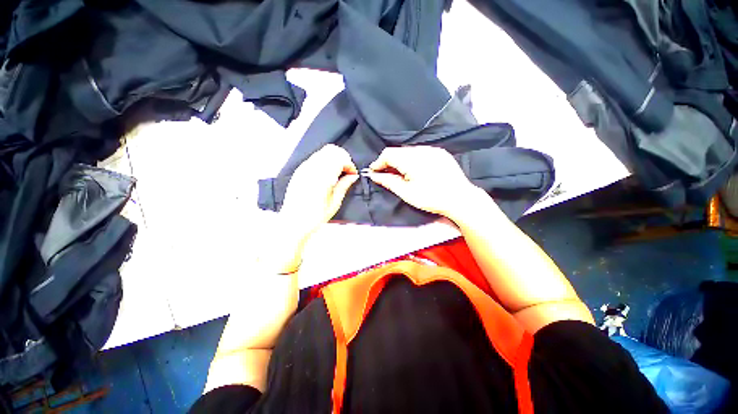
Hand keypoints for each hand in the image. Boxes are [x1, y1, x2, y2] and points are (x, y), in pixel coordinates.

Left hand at [280, 144, 358, 242]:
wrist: (293, 223)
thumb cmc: (316, 216)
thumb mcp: (335, 202)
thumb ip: (344, 185)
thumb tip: (353, 176)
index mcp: (323, 176)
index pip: (340, 158)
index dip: (350, 164)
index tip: (353, 174)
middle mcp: (312, 167)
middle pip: (332, 150)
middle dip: (343, 158)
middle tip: (346, 172)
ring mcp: (304, 167)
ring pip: (323, 152)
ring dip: (333, 159)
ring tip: (337, 174)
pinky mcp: (299, 171)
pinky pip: (315, 158)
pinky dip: (324, 162)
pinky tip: (326, 175)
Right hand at [367, 146, 485, 217]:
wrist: (460, 199)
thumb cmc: (431, 198)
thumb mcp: (406, 193)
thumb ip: (388, 181)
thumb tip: (374, 175)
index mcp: (412, 159)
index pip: (388, 154)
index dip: (378, 162)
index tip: (374, 172)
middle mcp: (422, 149)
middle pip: (398, 151)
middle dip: (389, 162)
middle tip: (386, 175)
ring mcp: (433, 150)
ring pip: (409, 151)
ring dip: (401, 161)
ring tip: (401, 175)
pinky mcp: (440, 153)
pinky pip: (421, 152)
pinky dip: (413, 160)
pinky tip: (415, 171)